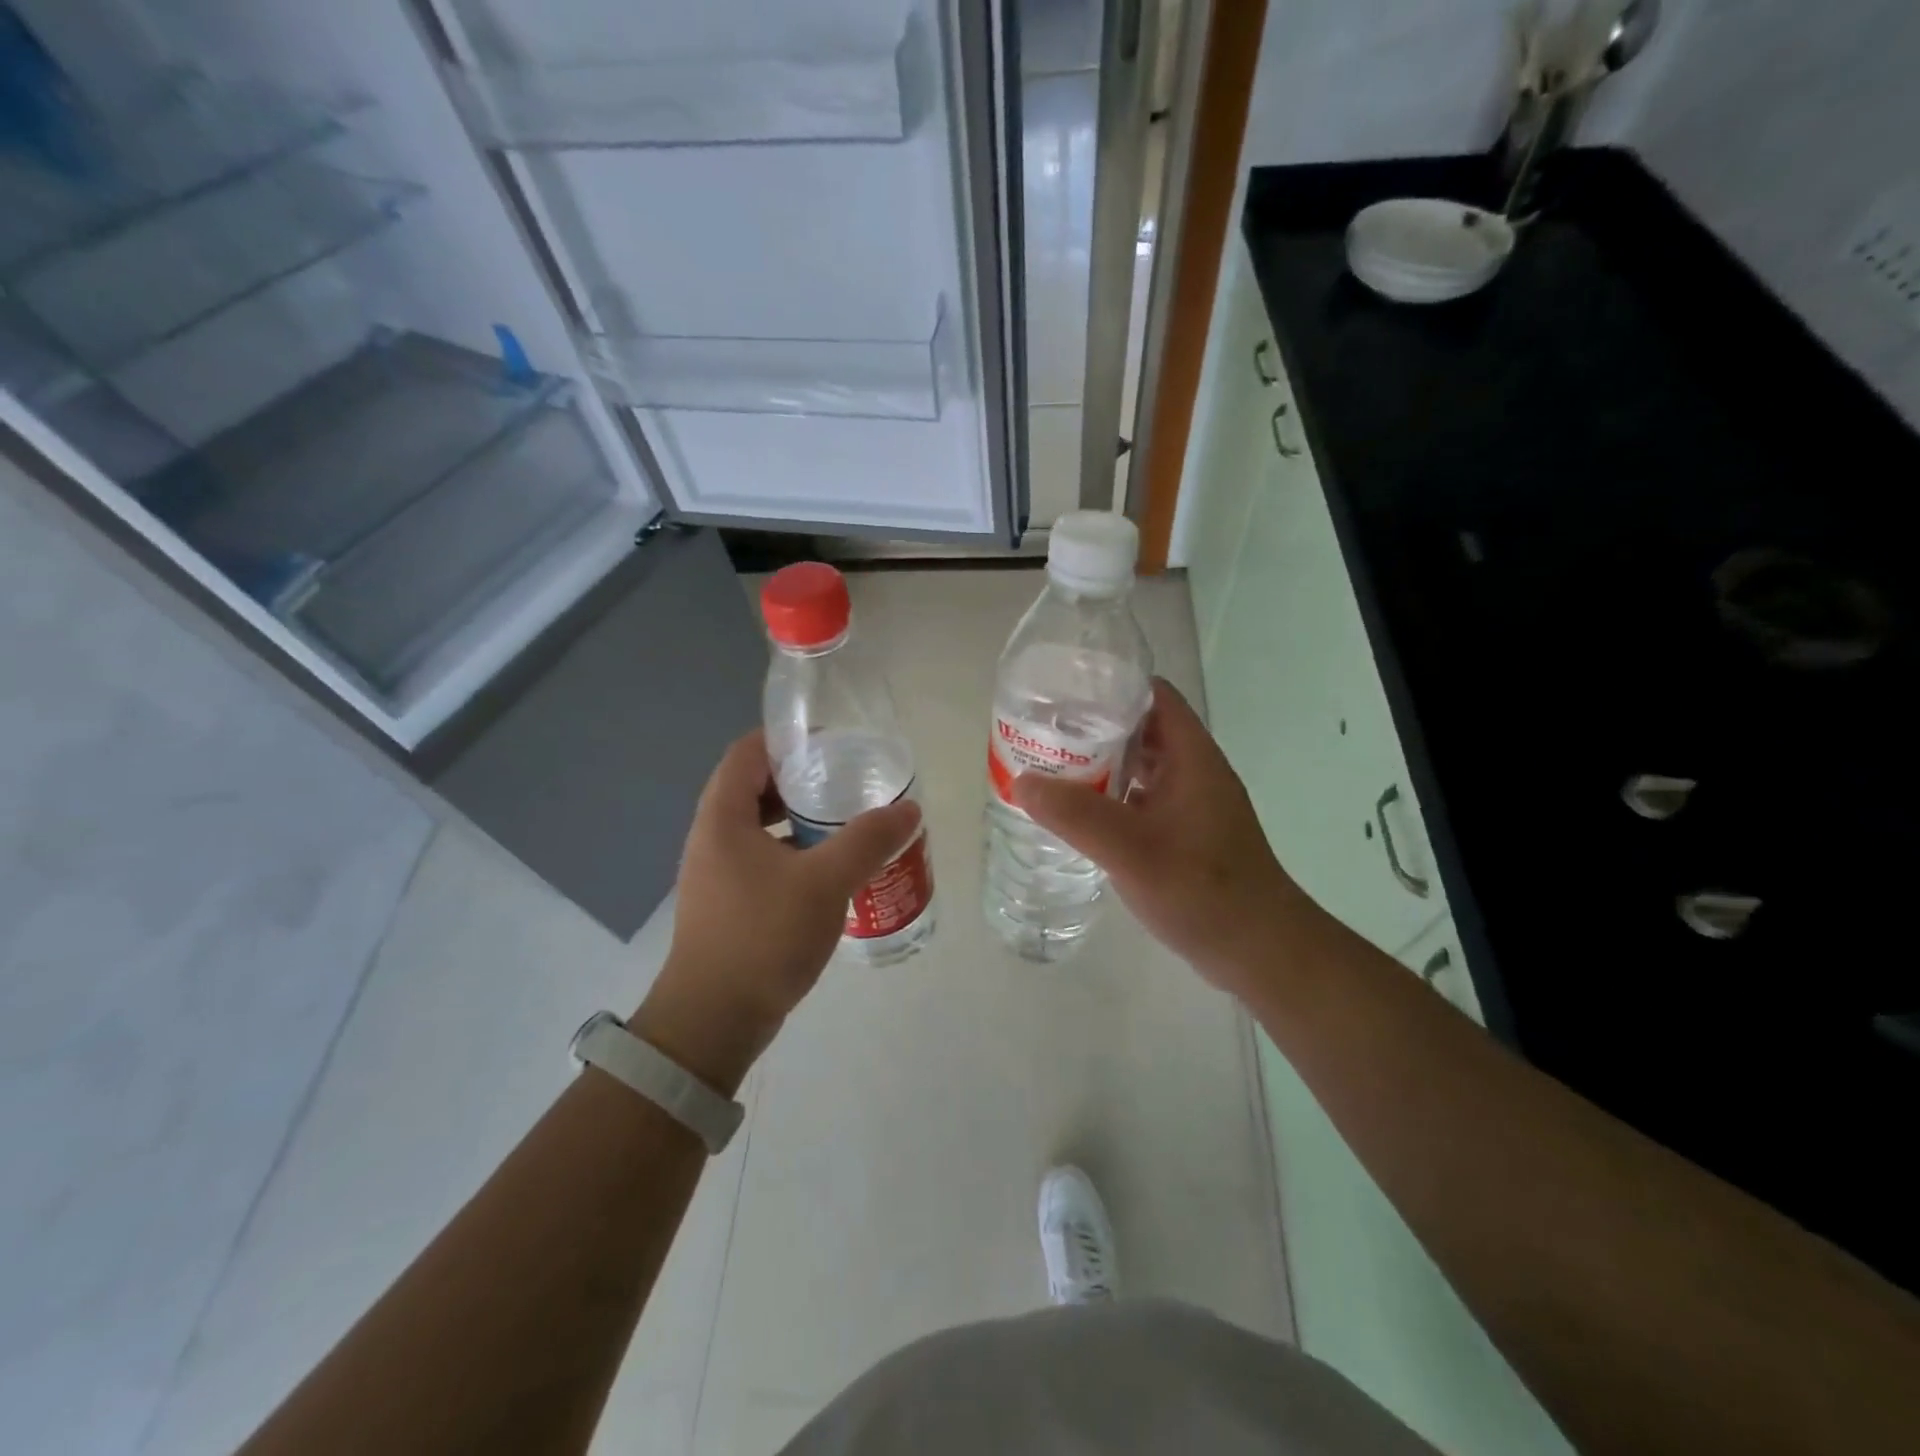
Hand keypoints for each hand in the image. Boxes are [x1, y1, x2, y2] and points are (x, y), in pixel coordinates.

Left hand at [633, 730, 920, 1091]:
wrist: (713, 1020)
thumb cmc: (763, 937)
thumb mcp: (824, 882)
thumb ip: (868, 841)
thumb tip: (909, 808)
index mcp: (722, 817)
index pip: (747, 752)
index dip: (786, 738)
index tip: (831, 743)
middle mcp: (711, 837)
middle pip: (754, 787)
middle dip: (800, 779)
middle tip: (847, 780)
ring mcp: (717, 873)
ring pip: (760, 827)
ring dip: (799, 819)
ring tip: (846, 822)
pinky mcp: (728, 903)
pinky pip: (763, 859)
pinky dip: (794, 853)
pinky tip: (830, 870)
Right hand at [1012, 680, 1309, 994]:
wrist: (1258, 951)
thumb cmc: (1203, 890)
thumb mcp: (1133, 850)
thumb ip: (1077, 815)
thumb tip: (1022, 781)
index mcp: (1192, 756)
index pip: (1152, 695)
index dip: (1110, 685)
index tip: (1062, 693)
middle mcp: (1194, 771)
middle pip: (1141, 729)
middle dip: (1094, 727)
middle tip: (1044, 733)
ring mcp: (1191, 804)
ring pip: (1140, 767)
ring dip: (1100, 764)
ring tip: (1051, 768)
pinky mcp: (1185, 835)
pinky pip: (1141, 800)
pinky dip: (1110, 798)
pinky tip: (1078, 815)